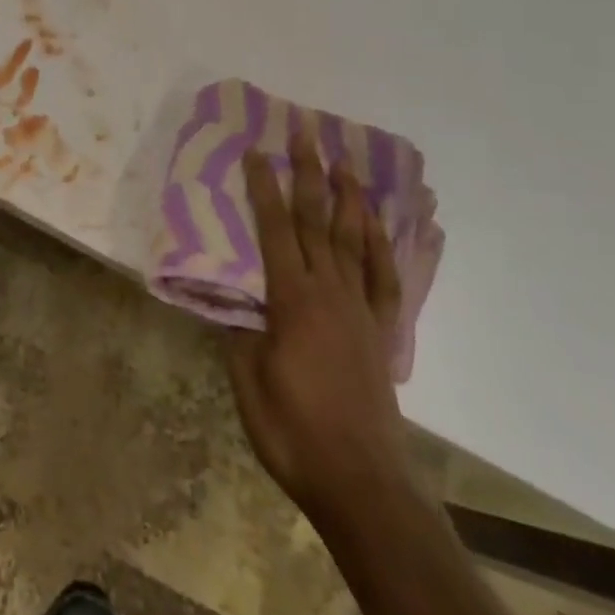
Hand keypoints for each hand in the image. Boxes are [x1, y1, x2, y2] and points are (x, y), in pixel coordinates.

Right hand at [227, 116, 406, 523]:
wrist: (362, 482)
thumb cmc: (293, 431)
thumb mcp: (247, 381)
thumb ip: (238, 331)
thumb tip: (230, 296)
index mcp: (293, 299)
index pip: (274, 229)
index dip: (263, 187)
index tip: (256, 150)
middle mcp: (329, 292)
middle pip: (317, 221)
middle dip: (309, 173)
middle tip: (306, 133)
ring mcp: (360, 310)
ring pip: (355, 240)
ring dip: (349, 198)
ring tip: (345, 163)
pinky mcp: (381, 332)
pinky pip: (385, 278)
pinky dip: (385, 246)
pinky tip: (380, 226)